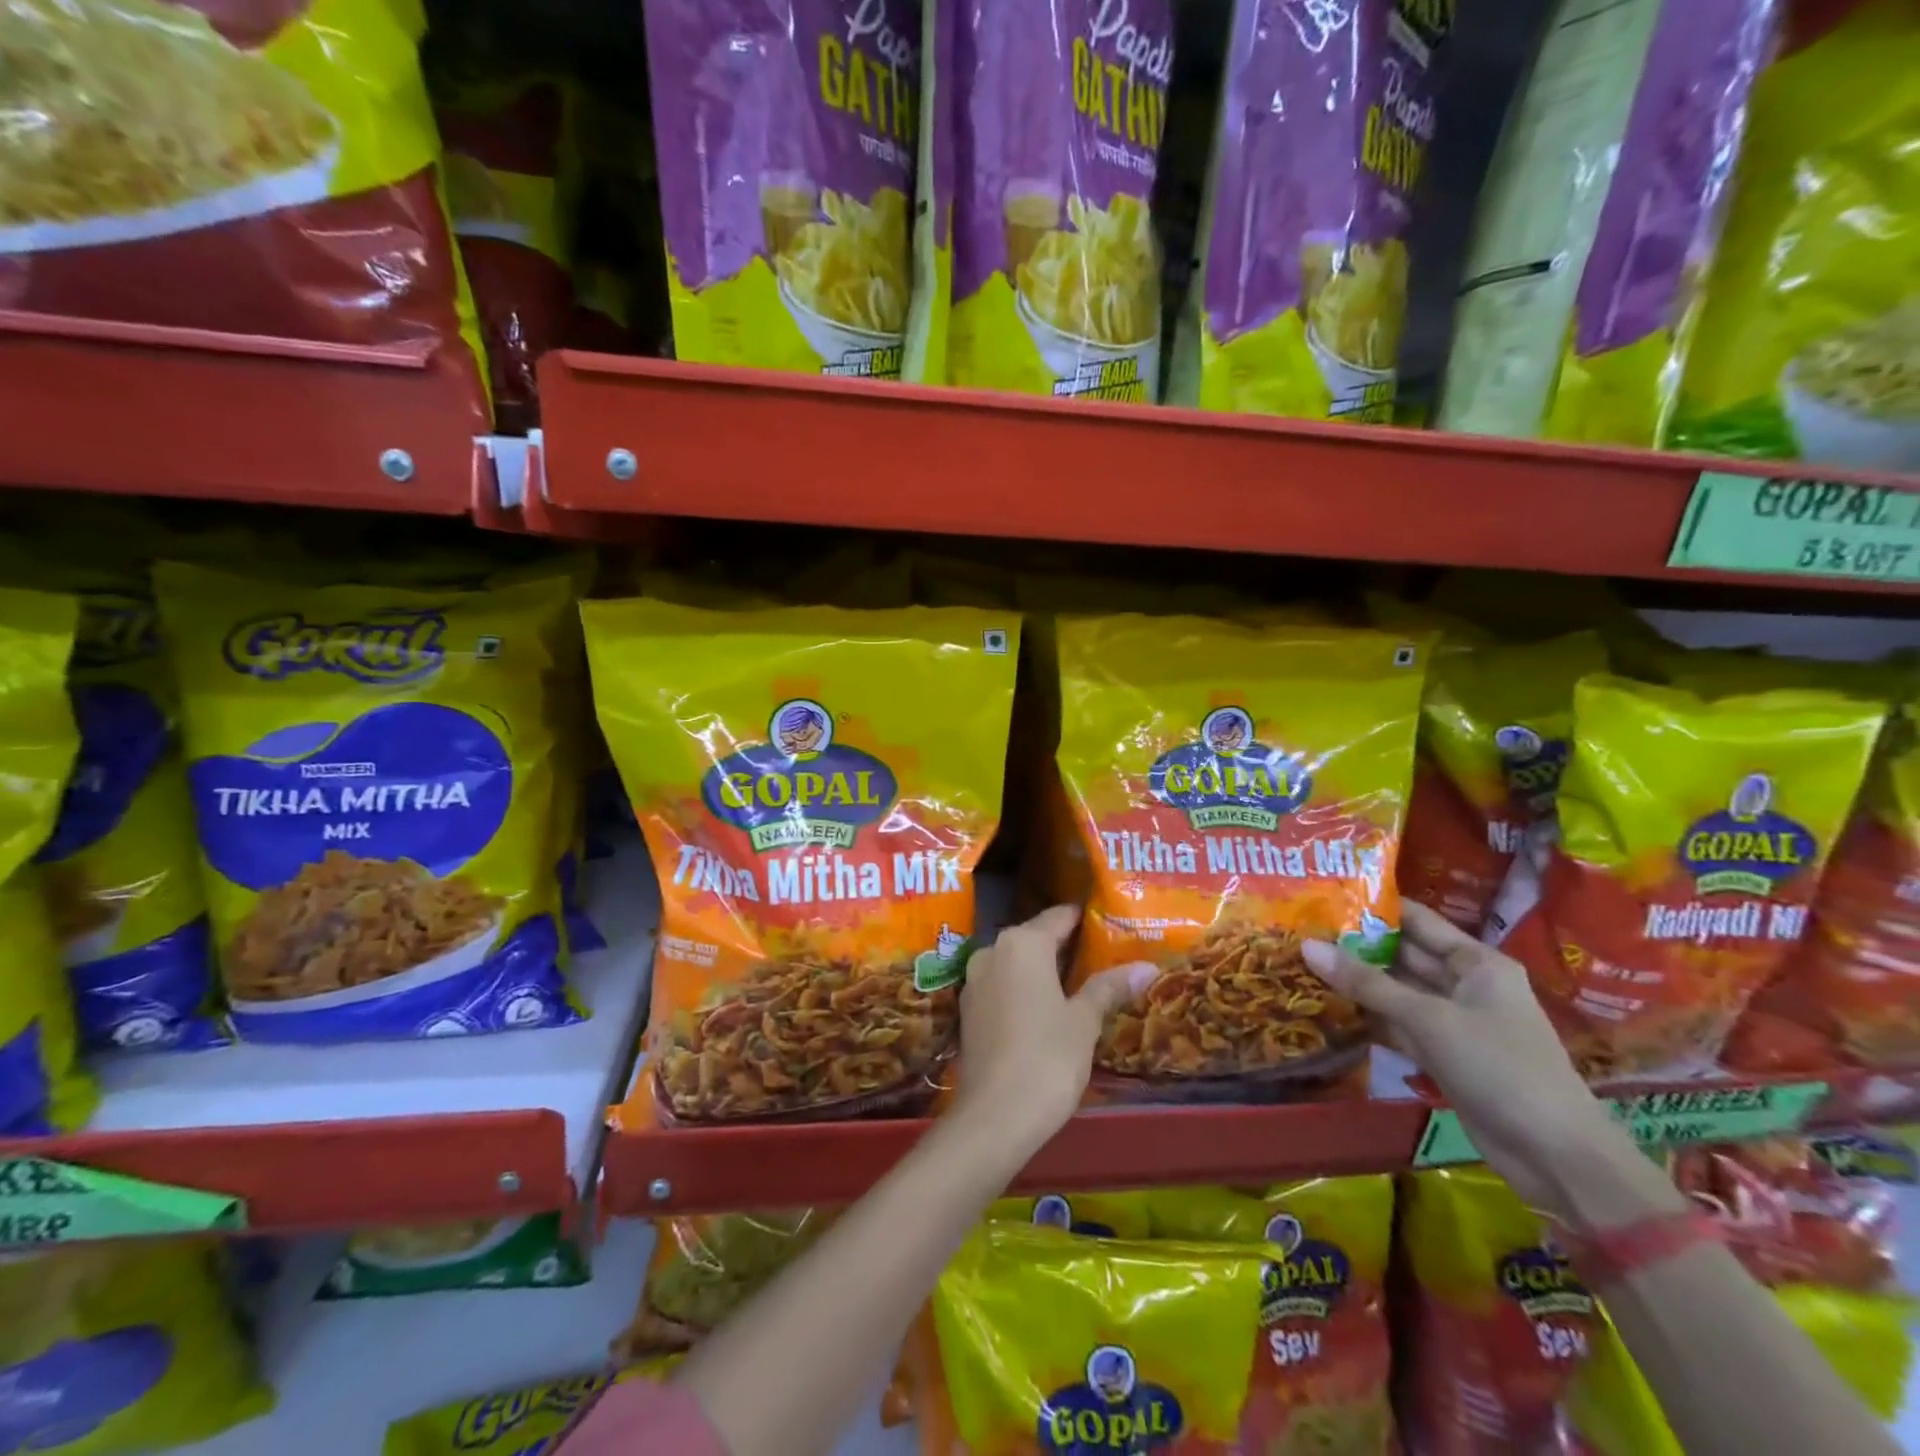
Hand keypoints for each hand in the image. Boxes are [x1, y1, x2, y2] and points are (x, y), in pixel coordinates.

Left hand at [955, 905, 1155, 1147]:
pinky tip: (1048, 1008)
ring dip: (1044, 968)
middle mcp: (993, 950)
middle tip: (1103, 955)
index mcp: (1022, 943)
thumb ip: (1109, 987)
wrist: (994, 1116)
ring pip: (1017, 962)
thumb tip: (1146, 967)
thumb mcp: (1084, 1021)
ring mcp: (975, 979)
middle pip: (1035, 937)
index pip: (1059, 916)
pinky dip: (1024, 988)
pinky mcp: (969, 1008)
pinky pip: (1003, 984)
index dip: (1085, 919)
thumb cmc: (1047, 1058)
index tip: (1111, 923)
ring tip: (1081, 982)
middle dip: (1066, 946)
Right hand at [1302, 902, 1618, 1212]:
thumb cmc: (1499, 1066)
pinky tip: (1328, 1008)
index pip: (1418, 920)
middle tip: (1302, 931)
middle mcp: (1466, 984)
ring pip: (1398, 992)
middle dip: (1357, 946)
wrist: (1554, 1154)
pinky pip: (1399, 1025)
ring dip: (1358, 983)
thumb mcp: (1428, 1018)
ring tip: (1303, 963)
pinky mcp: (1445, 1055)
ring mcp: (1455, 1021)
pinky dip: (1370, 1018)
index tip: (1325, 896)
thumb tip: (1307, 946)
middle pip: (1404, 955)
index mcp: (1477, 962)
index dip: (1374, 908)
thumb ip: (1366, 982)